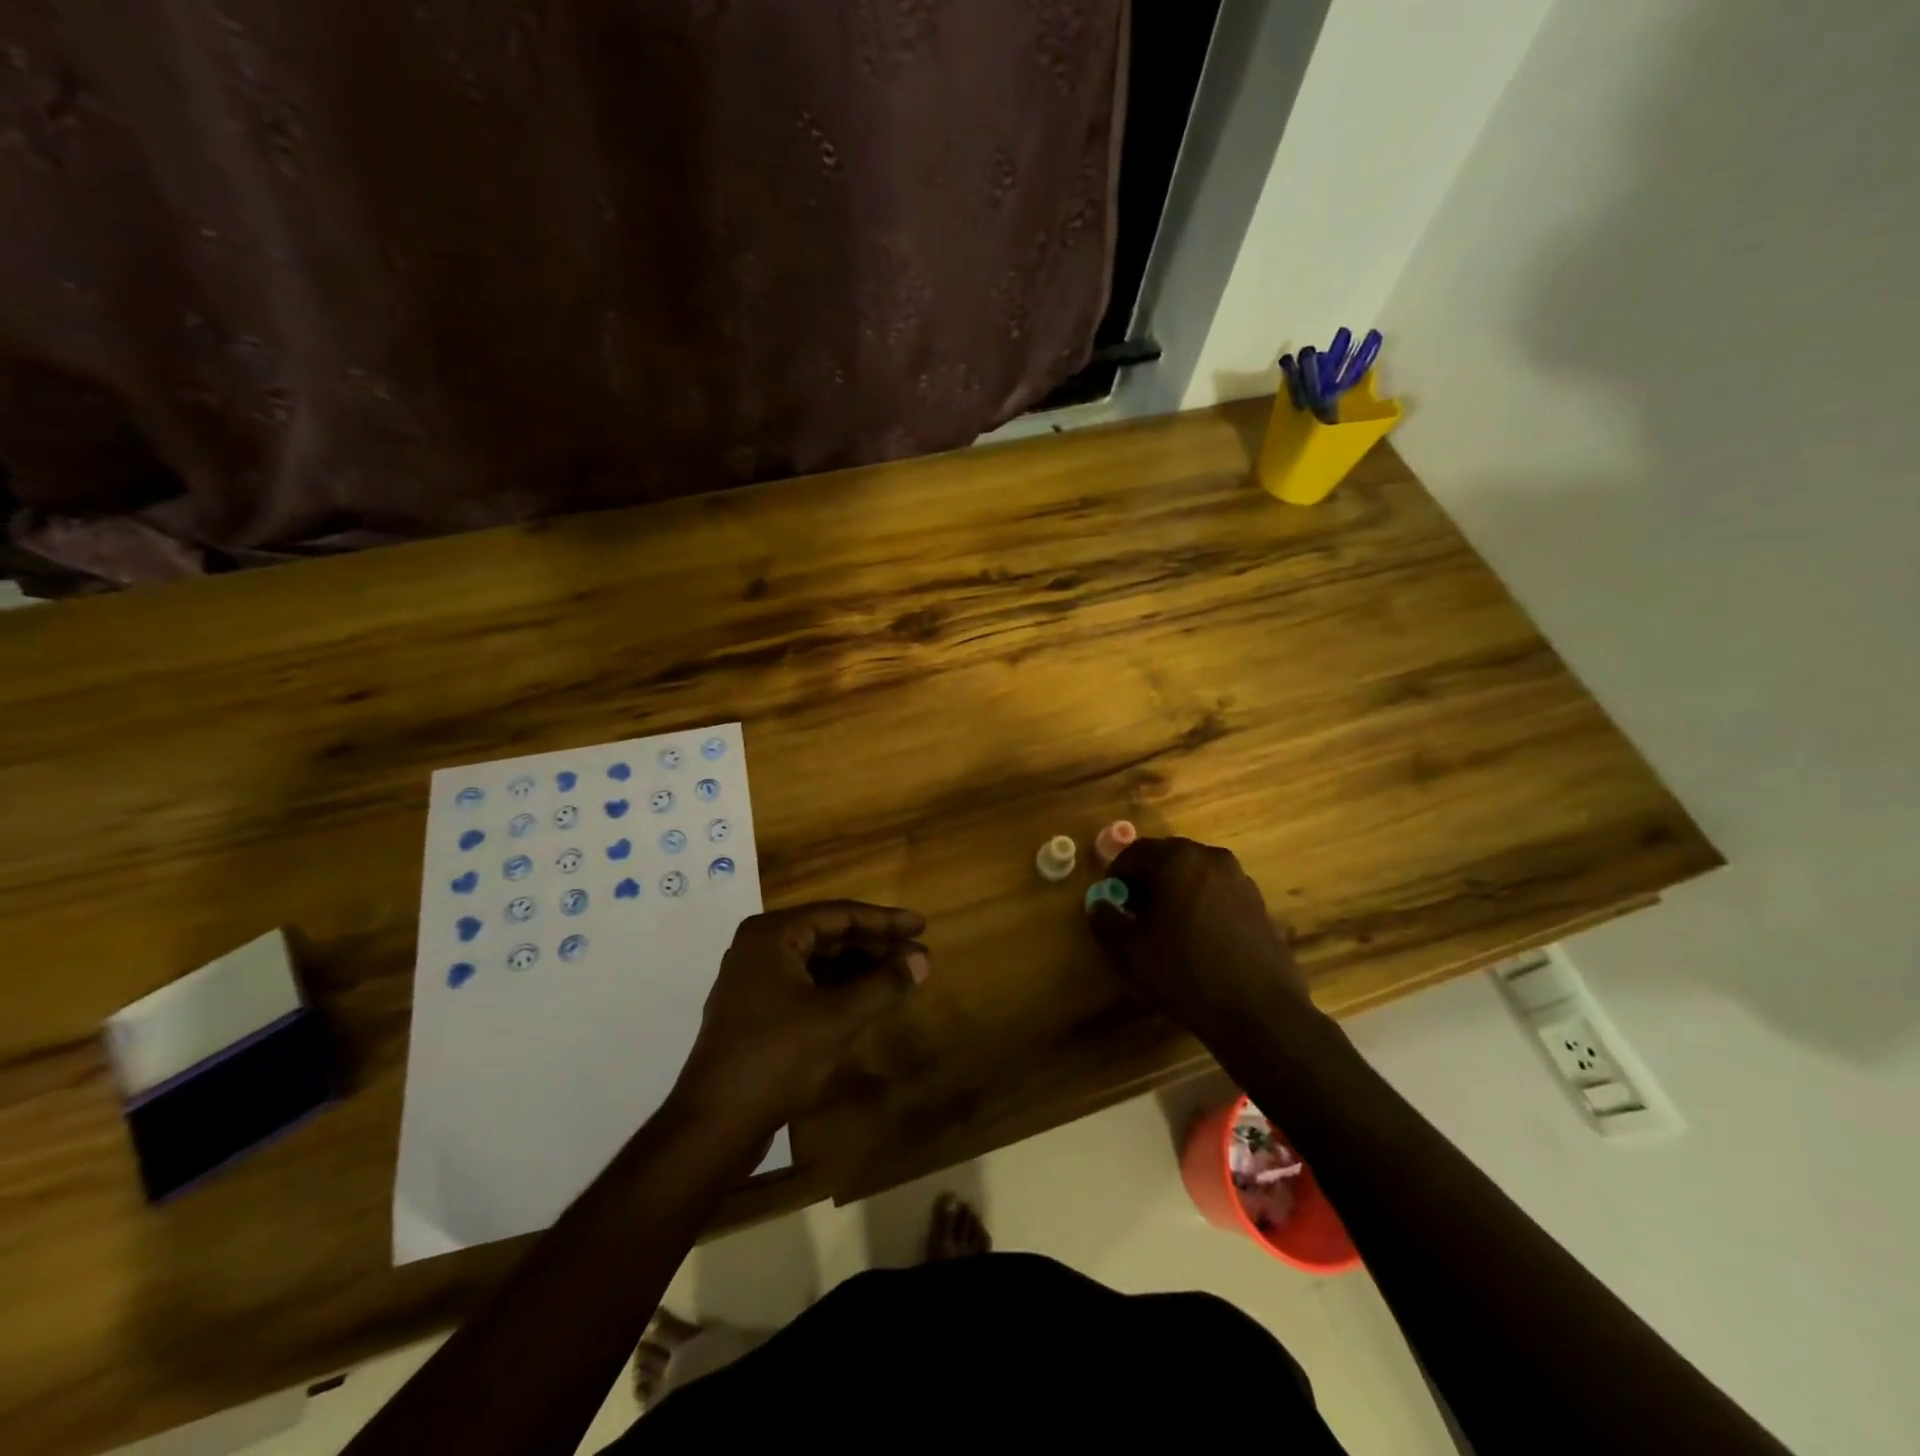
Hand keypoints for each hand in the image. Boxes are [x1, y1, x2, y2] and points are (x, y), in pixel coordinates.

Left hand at [673, 901, 929, 1137]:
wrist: (713, 1125)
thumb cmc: (776, 1058)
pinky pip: (807, 985)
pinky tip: (869, 1000)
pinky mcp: (757, 1011)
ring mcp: (755, 980)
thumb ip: (883, 985)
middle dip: (875, 946)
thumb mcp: (837, 1019)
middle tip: (917, 955)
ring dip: (860, 969)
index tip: (921, 926)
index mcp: (773, 935)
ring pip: (819, 962)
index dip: (885, 921)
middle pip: (829, 935)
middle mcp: (760, 947)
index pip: (840, 914)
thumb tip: (923, 960)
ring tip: (901, 977)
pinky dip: (839, 989)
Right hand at [1087, 837, 1315, 1047]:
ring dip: (1175, 890)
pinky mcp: (1258, 901)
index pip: (1134, 853)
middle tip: (1136, 915)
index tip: (1113, 905)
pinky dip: (1201, 902)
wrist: (1260, 1012)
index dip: (1117, 877)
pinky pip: (1217, 890)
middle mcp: (1210, 857)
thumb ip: (1106, 921)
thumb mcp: (1131, 954)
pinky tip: (1199, 938)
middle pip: (1166, 858)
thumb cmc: (1186, 976)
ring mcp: (1239, 878)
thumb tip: (1100, 903)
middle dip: (1146, 880)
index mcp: (1176, 861)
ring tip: (1168, 928)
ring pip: (1194, 873)